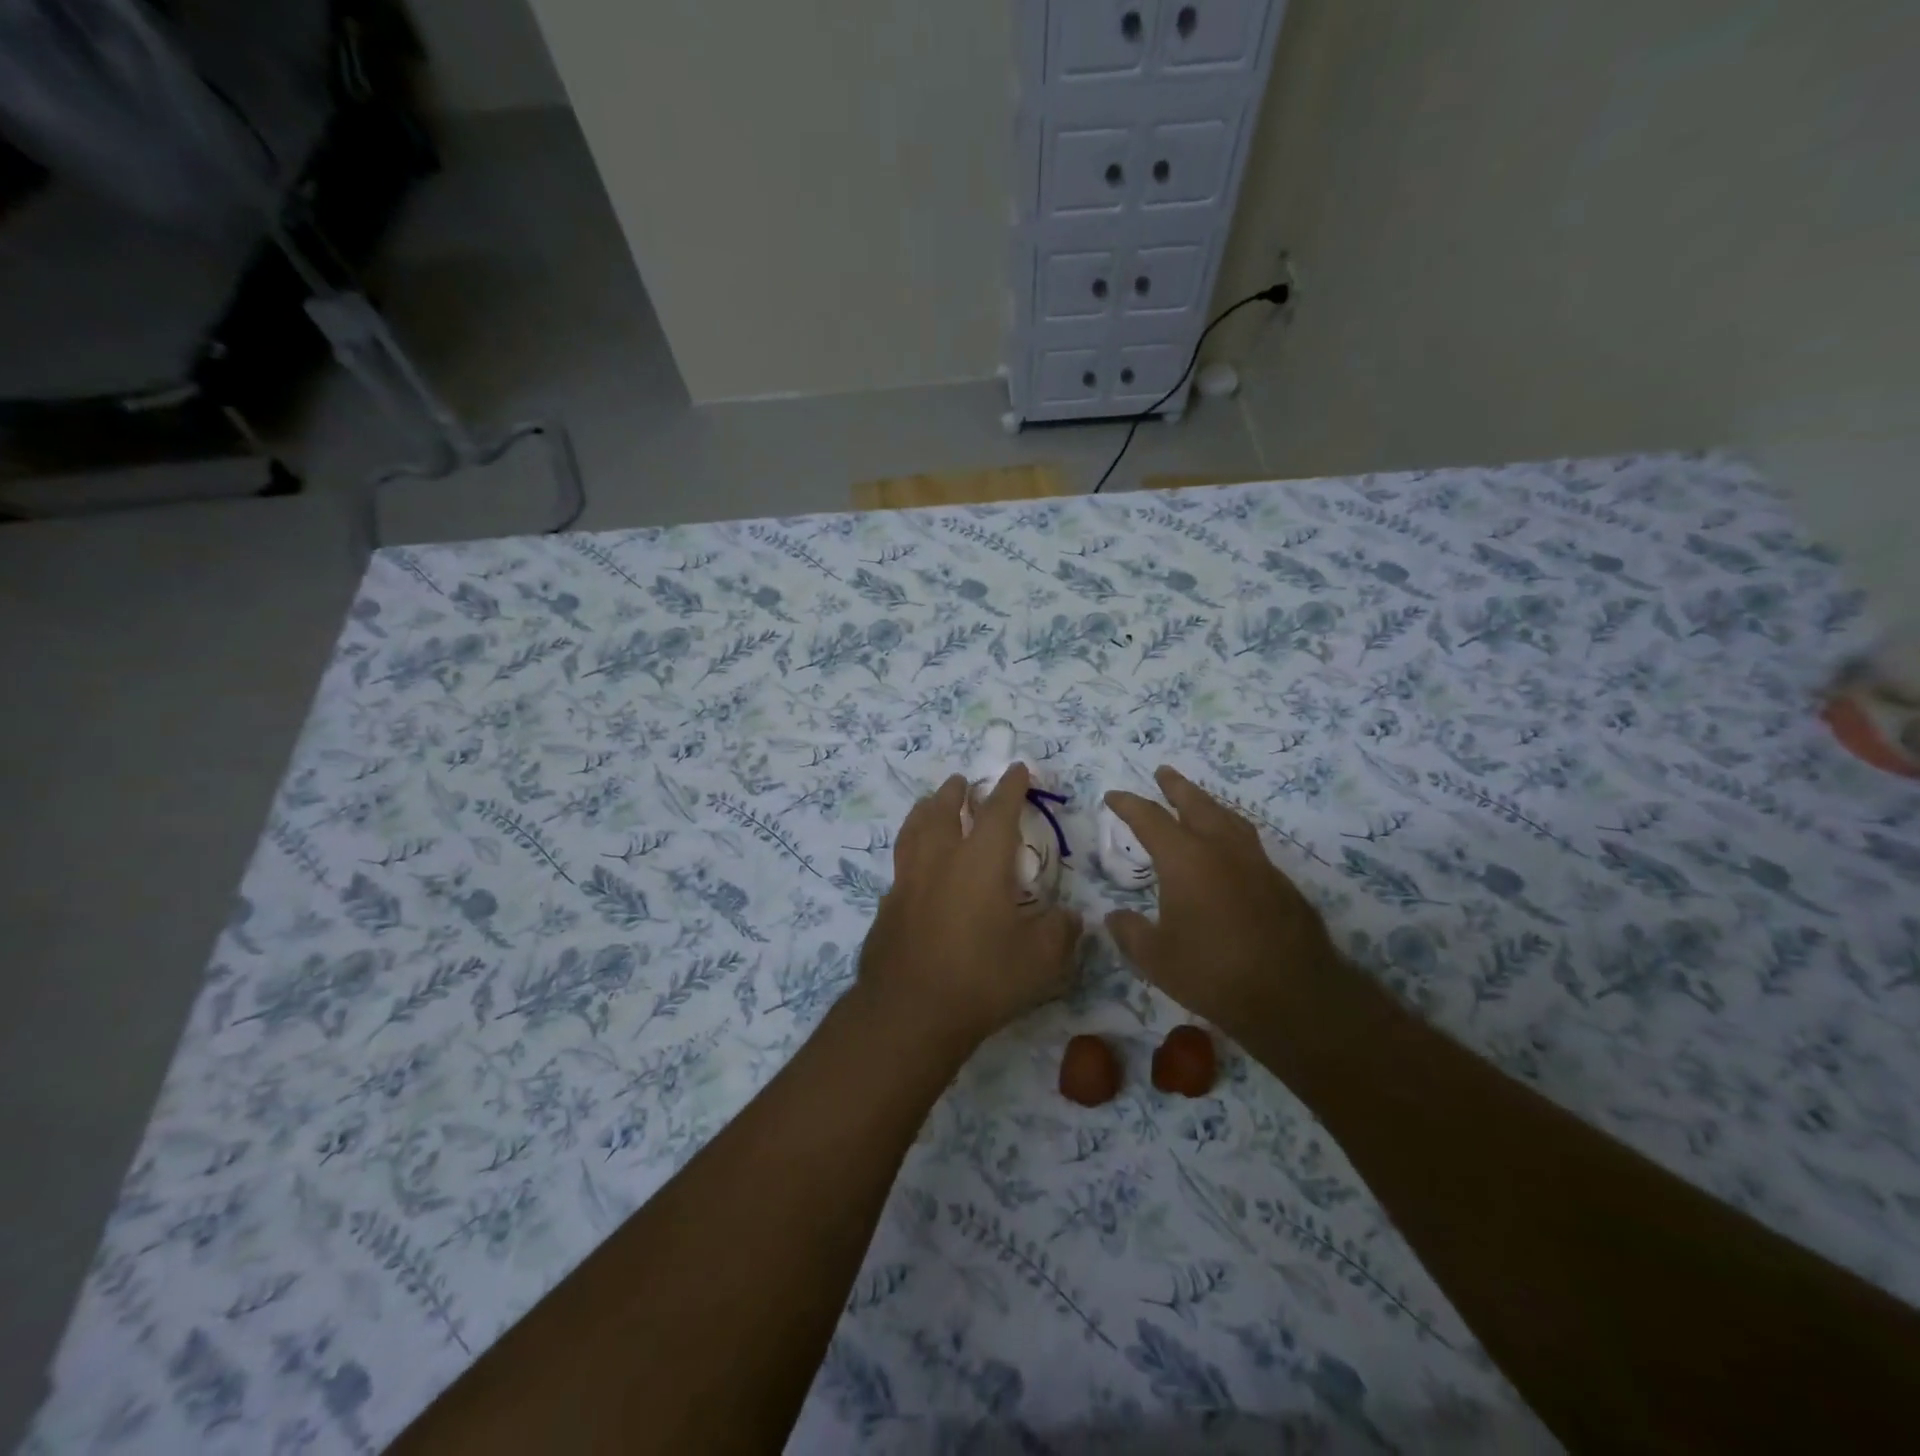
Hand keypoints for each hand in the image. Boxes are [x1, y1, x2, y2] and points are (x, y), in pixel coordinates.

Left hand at [856, 764, 1082, 1054]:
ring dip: (925, 810)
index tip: (1016, 769)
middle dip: (955, 791)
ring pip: (913, 830)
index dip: (1011, 786)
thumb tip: (1071, 917)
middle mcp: (941, 859)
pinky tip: (914, 866)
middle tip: (961, 781)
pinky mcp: (887, 906)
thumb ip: (1061, 931)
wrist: (910, 1012)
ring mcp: (908, 881)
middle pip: (944, 810)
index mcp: (981, 861)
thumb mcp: (1041, 960)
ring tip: (929, 803)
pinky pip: (900, 865)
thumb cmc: (983, 978)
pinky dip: (910, 853)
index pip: (999, 810)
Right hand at [1104, 767, 1338, 1035]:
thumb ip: (1130, 932)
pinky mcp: (1281, 883)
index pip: (1150, 819)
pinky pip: (1249, 844)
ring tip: (1199, 802)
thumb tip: (1114, 916)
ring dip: (1209, 804)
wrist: (1294, 995)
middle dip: (1176, 786)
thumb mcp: (1155, 958)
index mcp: (1185, 859)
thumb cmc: (1213, 972)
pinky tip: (1229, 852)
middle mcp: (1221, 849)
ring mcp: (1257, 863)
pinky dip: (1231, 834)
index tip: (1113, 796)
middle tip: (1163, 772)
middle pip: (1196, 804)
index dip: (1128, 805)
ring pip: (1229, 819)